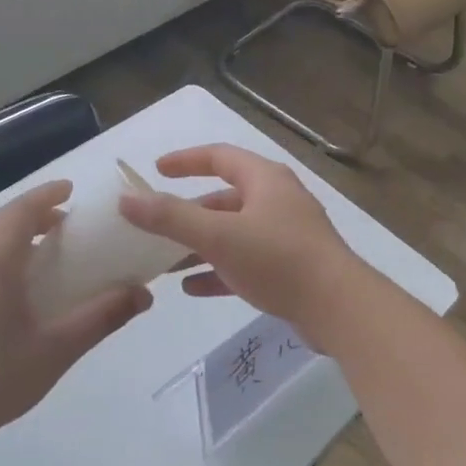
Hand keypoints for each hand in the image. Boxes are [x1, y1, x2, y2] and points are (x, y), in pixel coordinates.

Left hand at [0, 181, 151, 445]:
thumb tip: (143, 294)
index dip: (47, 195)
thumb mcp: (57, 349)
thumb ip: (102, 316)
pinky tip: (0, 293)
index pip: (21, 210)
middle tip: (61, 224)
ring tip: (35, 256)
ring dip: (8, 238)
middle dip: (31, 215)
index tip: (70, 189)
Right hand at [117, 144, 372, 342]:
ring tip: (165, 263)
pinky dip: (219, 271)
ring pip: (233, 234)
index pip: (219, 157)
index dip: (185, 160)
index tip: (156, 171)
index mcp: (265, 180)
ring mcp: (286, 236)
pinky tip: (193, 288)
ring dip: (199, 246)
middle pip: (224, 199)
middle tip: (155, 226)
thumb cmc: (278, 259)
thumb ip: (170, 217)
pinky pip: (246, 262)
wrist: (339, 309)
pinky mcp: (290, 268)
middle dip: (188, 213)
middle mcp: (277, 201)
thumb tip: (126, 199)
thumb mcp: (218, 235)